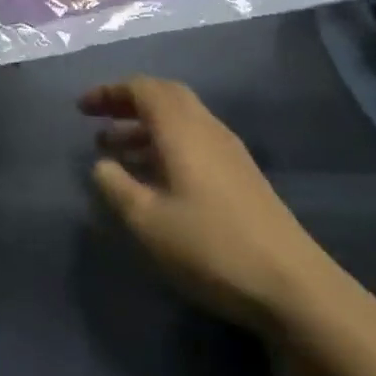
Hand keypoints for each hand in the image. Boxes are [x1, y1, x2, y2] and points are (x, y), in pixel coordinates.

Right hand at [82, 76, 339, 335]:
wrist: (293, 287)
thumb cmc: (210, 245)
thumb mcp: (146, 220)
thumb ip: (114, 186)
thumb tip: (101, 164)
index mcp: (180, 127)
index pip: (140, 88)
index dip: (108, 93)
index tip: (82, 109)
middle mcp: (205, 127)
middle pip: (163, 96)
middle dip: (127, 103)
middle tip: (99, 120)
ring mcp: (228, 151)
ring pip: (180, 120)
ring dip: (145, 127)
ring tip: (117, 153)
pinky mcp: (242, 176)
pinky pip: (194, 140)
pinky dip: (166, 145)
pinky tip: (155, 179)